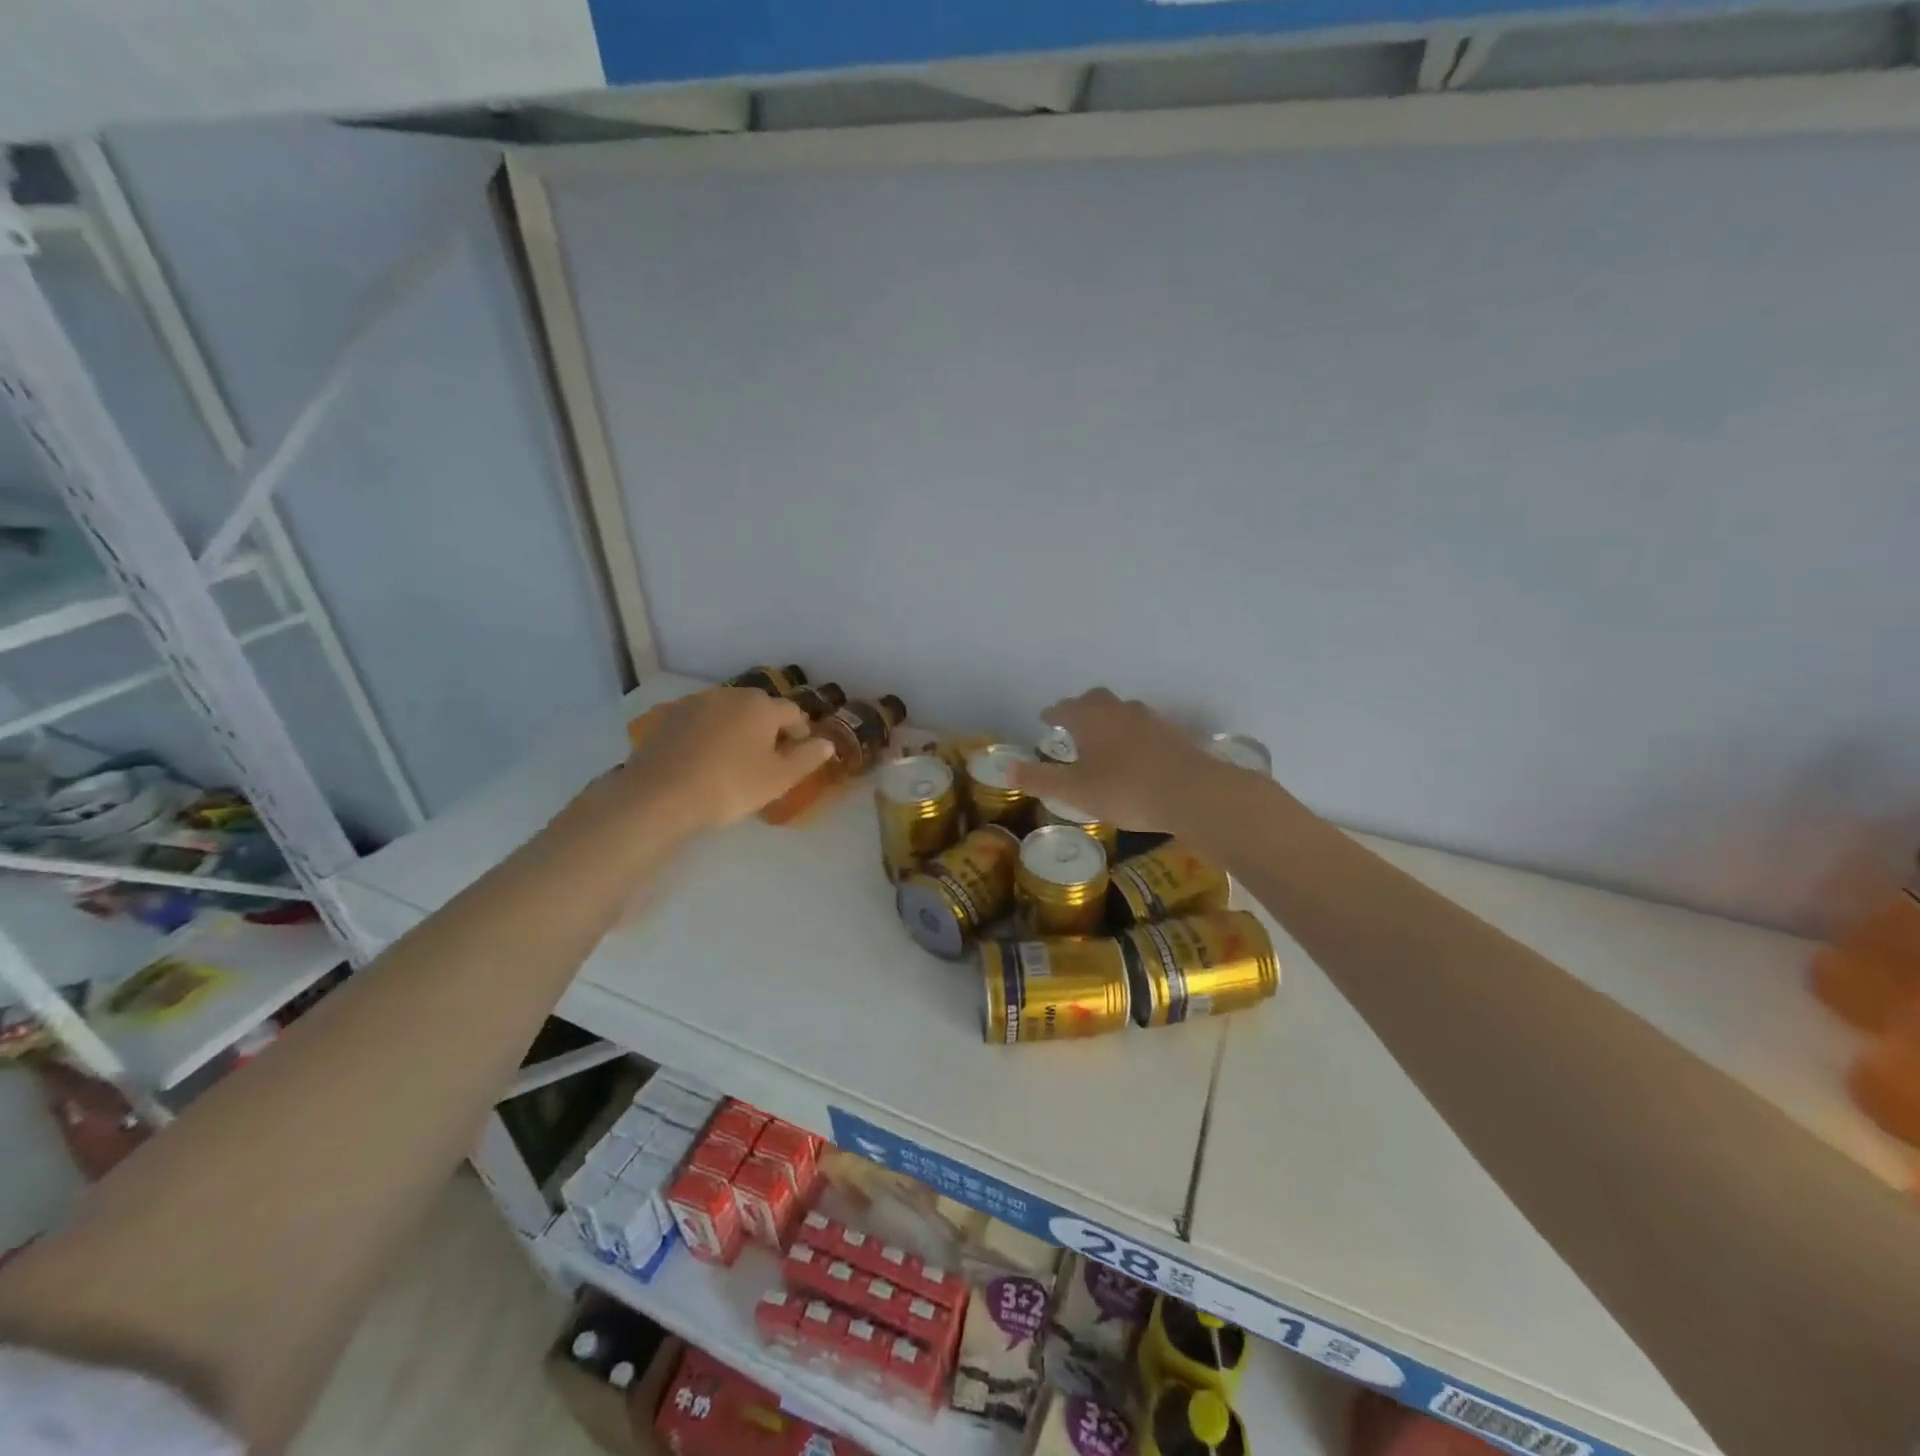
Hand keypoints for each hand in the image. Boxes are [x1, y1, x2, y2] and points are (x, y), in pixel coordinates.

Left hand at [619, 688, 835, 833]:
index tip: (797, 756)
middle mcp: (729, 694)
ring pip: (726, 712)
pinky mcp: (667, 716)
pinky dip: (706, 733)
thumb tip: (826, 742)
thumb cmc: (730, 786)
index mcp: (761, 706)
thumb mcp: (778, 779)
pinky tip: (701, 758)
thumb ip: (807, 758)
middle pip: (758, 708)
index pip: (793, 713)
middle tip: (765, 759)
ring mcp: (695, 702)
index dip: (800, 733)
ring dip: (735, 728)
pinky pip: (698, 721)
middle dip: (767, 728)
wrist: (660, 796)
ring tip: (732, 758)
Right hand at [1009, 689, 1252, 836]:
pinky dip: (1135, 734)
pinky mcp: (1176, 734)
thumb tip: (1006, 767)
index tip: (1045, 718)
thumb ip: (1040, 779)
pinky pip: (1147, 727)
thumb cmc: (1126, 790)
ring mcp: (1151, 720)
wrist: (1193, 793)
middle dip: (1081, 708)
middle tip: (1073, 723)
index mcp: (1091, 719)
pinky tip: (1138, 753)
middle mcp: (1119, 710)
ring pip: (1123, 710)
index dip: (1053, 714)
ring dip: (1110, 719)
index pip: (1064, 709)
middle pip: (1096, 700)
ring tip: (1104, 737)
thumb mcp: (1075, 791)